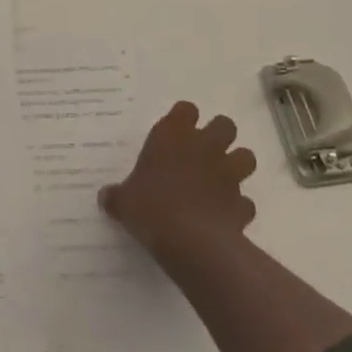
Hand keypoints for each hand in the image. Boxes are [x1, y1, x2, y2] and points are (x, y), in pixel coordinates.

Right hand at [100, 101, 256, 263]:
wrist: (190, 241)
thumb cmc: (150, 208)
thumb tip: (105, 196)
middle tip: (204, 153)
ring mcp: (228, 173)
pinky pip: (245, 201)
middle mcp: (205, 146)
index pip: (186, 109)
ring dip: (237, 166)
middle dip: (219, 136)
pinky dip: (238, 207)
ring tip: (221, 181)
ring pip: (246, 156)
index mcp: (173, 135)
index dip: (184, 120)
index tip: (176, 134)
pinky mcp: (242, 203)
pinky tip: (225, 217)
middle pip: (225, 124)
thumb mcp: (124, 202)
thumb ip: (117, 195)